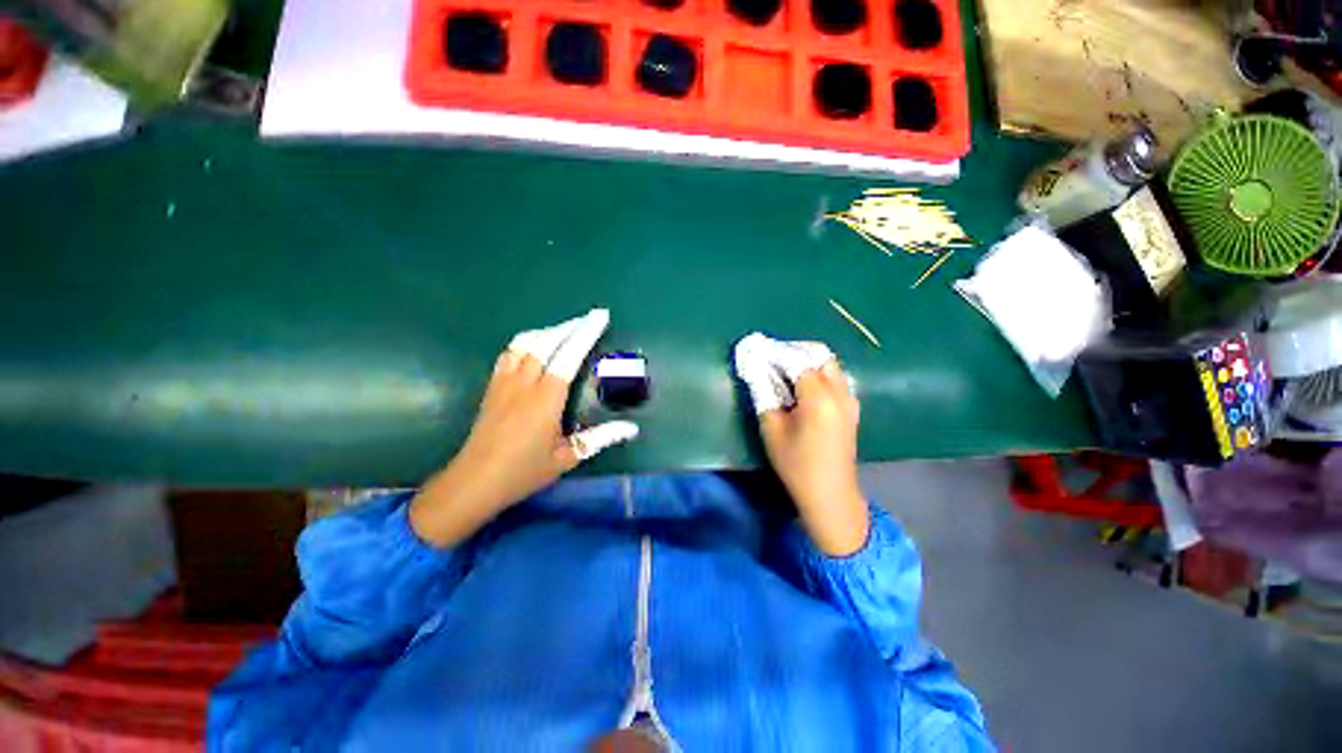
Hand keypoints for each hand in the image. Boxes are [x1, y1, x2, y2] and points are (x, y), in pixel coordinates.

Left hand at [410, 309, 638, 546]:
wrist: (474, 481)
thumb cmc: (523, 471)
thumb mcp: (567, 458)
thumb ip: (600, 438)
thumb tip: (632, 428)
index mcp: (546, 399)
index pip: (568, 355)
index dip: (585, 333)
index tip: (600, 316)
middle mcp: (524, 383)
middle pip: (547, 341)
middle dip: (570, 326)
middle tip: (589, 319)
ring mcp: (504, 382)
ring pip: (525, 342)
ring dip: (548, 331)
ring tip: (566, 329)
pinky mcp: (492, 386)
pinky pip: (509, 352)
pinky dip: (526, 341)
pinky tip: (535, 345)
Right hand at [734, 333, 868, 555]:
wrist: (830, 494)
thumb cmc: (796, 464)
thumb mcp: (771, 429)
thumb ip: (764, 394)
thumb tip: (757, 370)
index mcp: (819, 397)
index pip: (797, 360)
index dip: (777, 353)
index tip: (758, 352)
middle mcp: (839, 392)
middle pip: (820, 355)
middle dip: (795, 351)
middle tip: (773, 360)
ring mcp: (849, 400)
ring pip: (831, 365)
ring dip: (808, 362)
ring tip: (785, 373)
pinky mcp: (852, 409)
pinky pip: (836, 379)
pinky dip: (819, 374)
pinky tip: (803, 389)